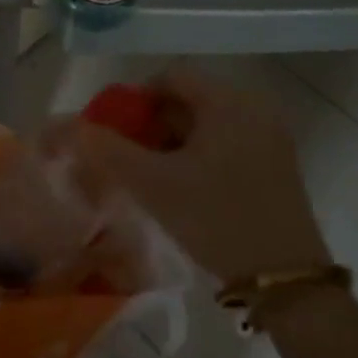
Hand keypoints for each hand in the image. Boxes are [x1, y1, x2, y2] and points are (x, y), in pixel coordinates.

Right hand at [61, 66, 328, 284]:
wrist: (286, 280)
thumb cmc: (218, 219)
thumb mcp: (155, 185)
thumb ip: (109, 151)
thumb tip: (71, 127)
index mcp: (228, 100)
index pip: (170, 77)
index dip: (135, 100)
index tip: (116, 132)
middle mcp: (253, 106)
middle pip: (189, 98)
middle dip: (153, 124)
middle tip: (131, 159)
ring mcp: (269, 134)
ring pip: (206, 122)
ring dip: (174, 141)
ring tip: (154, 177)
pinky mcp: (276, 160)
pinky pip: (227, 140)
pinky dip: (200, 154)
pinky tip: (186, 188)